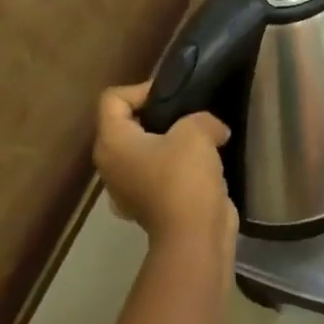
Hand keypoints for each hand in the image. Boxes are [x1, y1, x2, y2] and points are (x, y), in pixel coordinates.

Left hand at [94, 83, 235, 251]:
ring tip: (200, 139)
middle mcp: (110, 164)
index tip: (173, 97)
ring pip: (143, 149)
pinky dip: (175, 166)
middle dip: (159, 114)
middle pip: (127, 123)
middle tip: (189, 114)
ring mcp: (126, 188)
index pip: (113, 99)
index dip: (142, 89)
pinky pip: (157, 172)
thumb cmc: (184, 176)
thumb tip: (213, 131)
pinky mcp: (147, 204)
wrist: (193, 234)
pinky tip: (201, 166)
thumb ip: (201, 118)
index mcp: (112, 142)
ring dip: (169, 141)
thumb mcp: (197, 130)